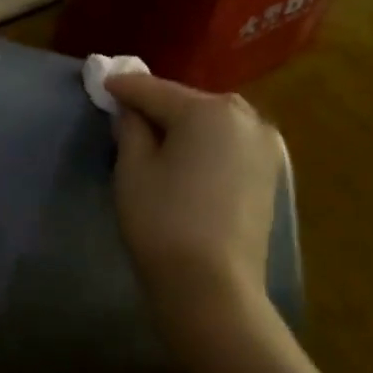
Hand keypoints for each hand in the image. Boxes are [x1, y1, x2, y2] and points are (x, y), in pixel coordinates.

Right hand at [107, 72, 288, 349]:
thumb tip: (131, 111)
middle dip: (157, 105)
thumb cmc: (163, 222)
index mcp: (207, 110)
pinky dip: (206, 144)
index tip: (101, 84)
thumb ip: (130, 128)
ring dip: (184, 124)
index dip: (122, 88)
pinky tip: (186, 158)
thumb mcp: (133, 169)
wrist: (213, 288)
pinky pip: (229, 144)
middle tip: (127, 113)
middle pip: (187, 102)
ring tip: (155, 137)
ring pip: (212, 122)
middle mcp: (244, 117)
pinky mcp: (270, 173)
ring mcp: (264, 145)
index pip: (153, 90)